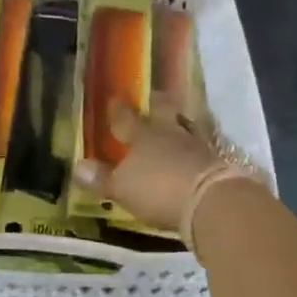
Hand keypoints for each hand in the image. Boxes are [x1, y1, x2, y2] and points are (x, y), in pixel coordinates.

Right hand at [74, 97, 226, 232]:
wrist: (212, 201)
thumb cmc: (159, 190)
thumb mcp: (122, 188)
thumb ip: (102, 178)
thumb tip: (78, 166)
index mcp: (143, 135)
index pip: (126, 119)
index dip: (118, 111)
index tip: (115, 99)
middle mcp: (171, 133)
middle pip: (163, 112)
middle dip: (157, 104)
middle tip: (154, 96)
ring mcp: (198, 145)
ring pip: (186, 126)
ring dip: (180, 124)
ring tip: (177, 122)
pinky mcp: (218, 162)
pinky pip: (203, 148)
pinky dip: (196, 149)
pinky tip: (196, 153)